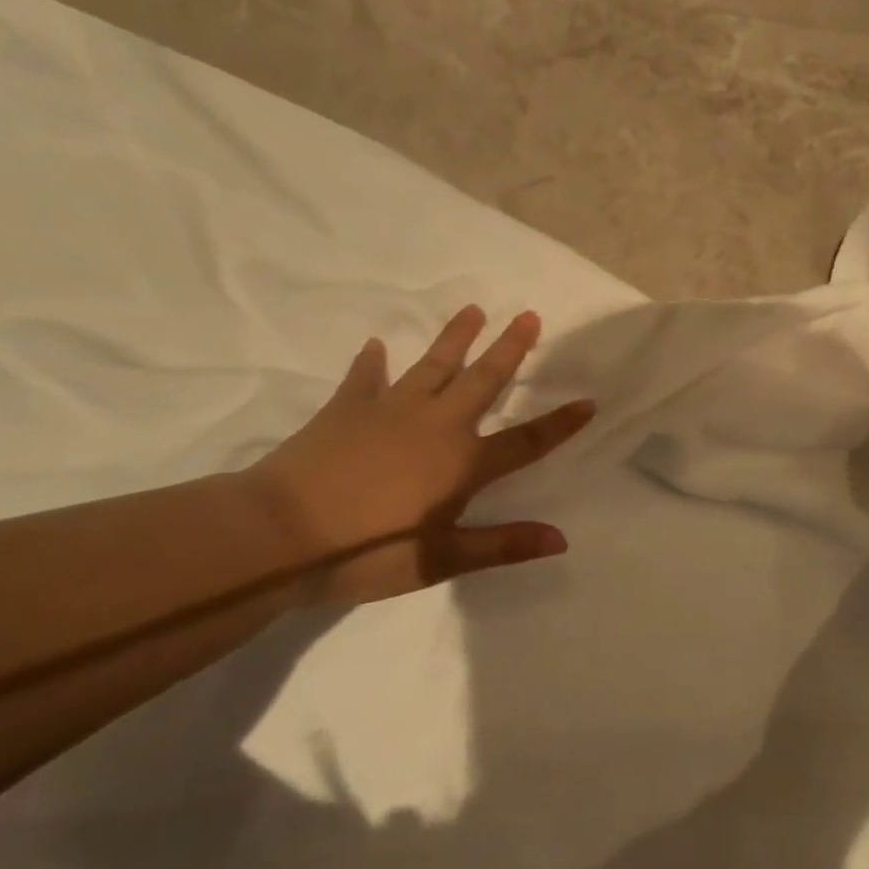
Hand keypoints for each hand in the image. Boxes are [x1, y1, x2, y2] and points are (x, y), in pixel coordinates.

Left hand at [247, 306, 593, 603]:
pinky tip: (375, 345)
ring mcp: (390, 409)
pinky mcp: (347, 408)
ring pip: (433, 365)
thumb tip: (561, 539)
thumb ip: (503, 545)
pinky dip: (371, 362)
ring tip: (473, 310)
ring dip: (455, 338)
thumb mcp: (441, 559)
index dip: (560, 424)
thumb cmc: (368, 552)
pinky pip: (365, 378)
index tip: (588, 401)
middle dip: (509, 349)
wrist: (280, 534)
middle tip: (529, 316)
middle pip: (483, 381)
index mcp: (462, 462)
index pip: (526, 441)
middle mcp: (436, 425)